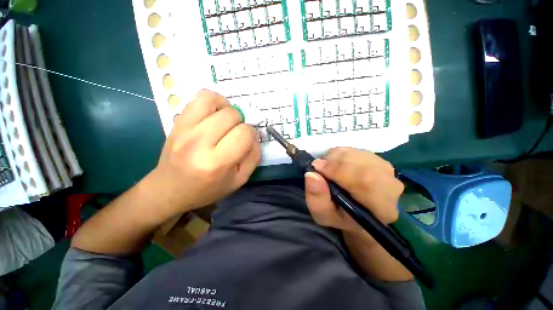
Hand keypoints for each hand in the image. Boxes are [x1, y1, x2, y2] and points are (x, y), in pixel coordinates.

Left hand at [149, 90, 260, 214]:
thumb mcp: (239, 180)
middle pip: (231, 115)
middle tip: (235, 133)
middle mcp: (199, 143)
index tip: (246, 141)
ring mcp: (184, 129)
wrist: (170, 190)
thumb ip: (253, 156)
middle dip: (240, 122)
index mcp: (217, 162)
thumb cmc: (208, 189)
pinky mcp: (176, 123)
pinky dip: (211, 101)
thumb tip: (255, 135)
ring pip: (213, 100)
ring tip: (225, 120)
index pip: (244, 133)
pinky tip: (213, 114)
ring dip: (226, 107)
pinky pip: (197, 98)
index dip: (251, 134)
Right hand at [304, 147, 403, 234]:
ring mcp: (388, 171)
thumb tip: (311, 174)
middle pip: (363, 165)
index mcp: (381, 209)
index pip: (365, 182)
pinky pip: (358, 150)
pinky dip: (342, 153)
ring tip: (326, 166)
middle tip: (319, 165)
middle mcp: (391, 188)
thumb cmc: (339, 215)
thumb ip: (316, 198)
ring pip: (359, 155)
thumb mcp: (322, 214)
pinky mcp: (379, 160)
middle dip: (336, 162)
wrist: (356, 210)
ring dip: (337, 157)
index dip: (338, 171)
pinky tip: (335, 162)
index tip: (317, 167)